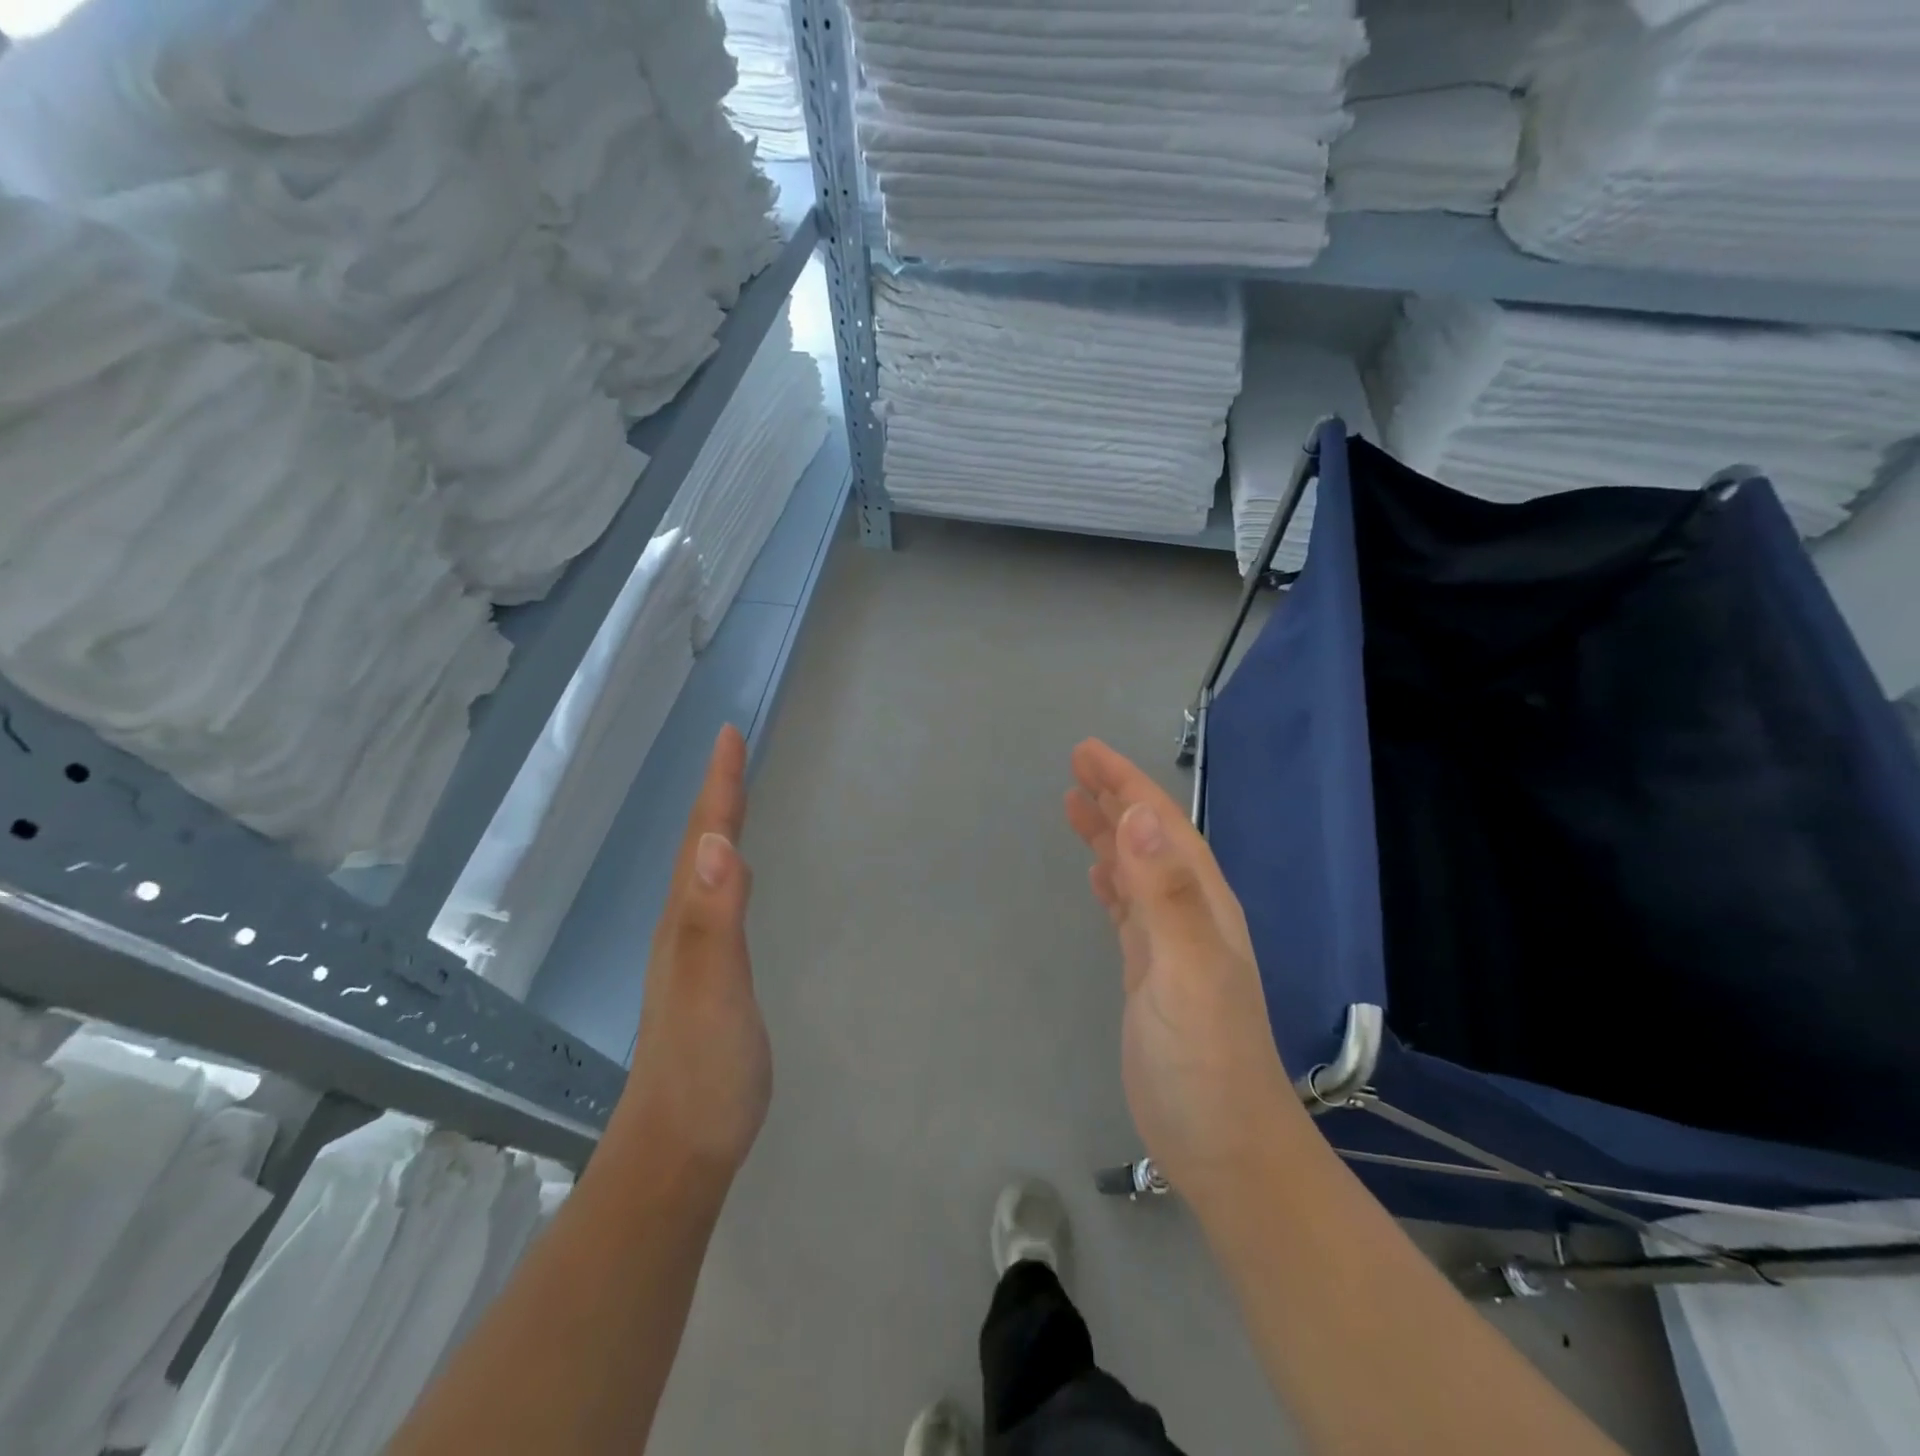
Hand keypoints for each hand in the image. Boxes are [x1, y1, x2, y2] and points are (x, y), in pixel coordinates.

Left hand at [614, 725, 770, 1184]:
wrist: (677, 1154)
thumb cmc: (703, 1072)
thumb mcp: (713, 992)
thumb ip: (715, 920)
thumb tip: (720, 842)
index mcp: (686, 921)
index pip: (705, 838)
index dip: (719, 786)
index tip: (729, 734)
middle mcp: (682, 928)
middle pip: (699, 845)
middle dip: (716, 793)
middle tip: (732, 751)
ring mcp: (690, 956)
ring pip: (703, 872)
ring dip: (717, 826)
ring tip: (733, 796)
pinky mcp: (706, 979)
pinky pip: (716, 901)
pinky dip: (725, 868)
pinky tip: (733, 876)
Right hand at [1065, 740, 1298, 1201]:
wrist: (1226, 1148)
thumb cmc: (1208, 1061)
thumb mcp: (1189, 971)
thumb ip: (1166, 894)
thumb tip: (1139, 816)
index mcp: (1202, 902)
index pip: (1162, 825)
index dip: (1127, 784)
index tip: (1087, 753)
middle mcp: (1189, 914)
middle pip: (1149, 839)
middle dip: (1116, 797)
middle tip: (1076, 766)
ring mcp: (1171, 946)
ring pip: (1136, 871)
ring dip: (1110, 834)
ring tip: (1077, 806)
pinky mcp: (1151, 974)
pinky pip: (1128, 909)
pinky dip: (1112, 881)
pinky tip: (1098, 874)